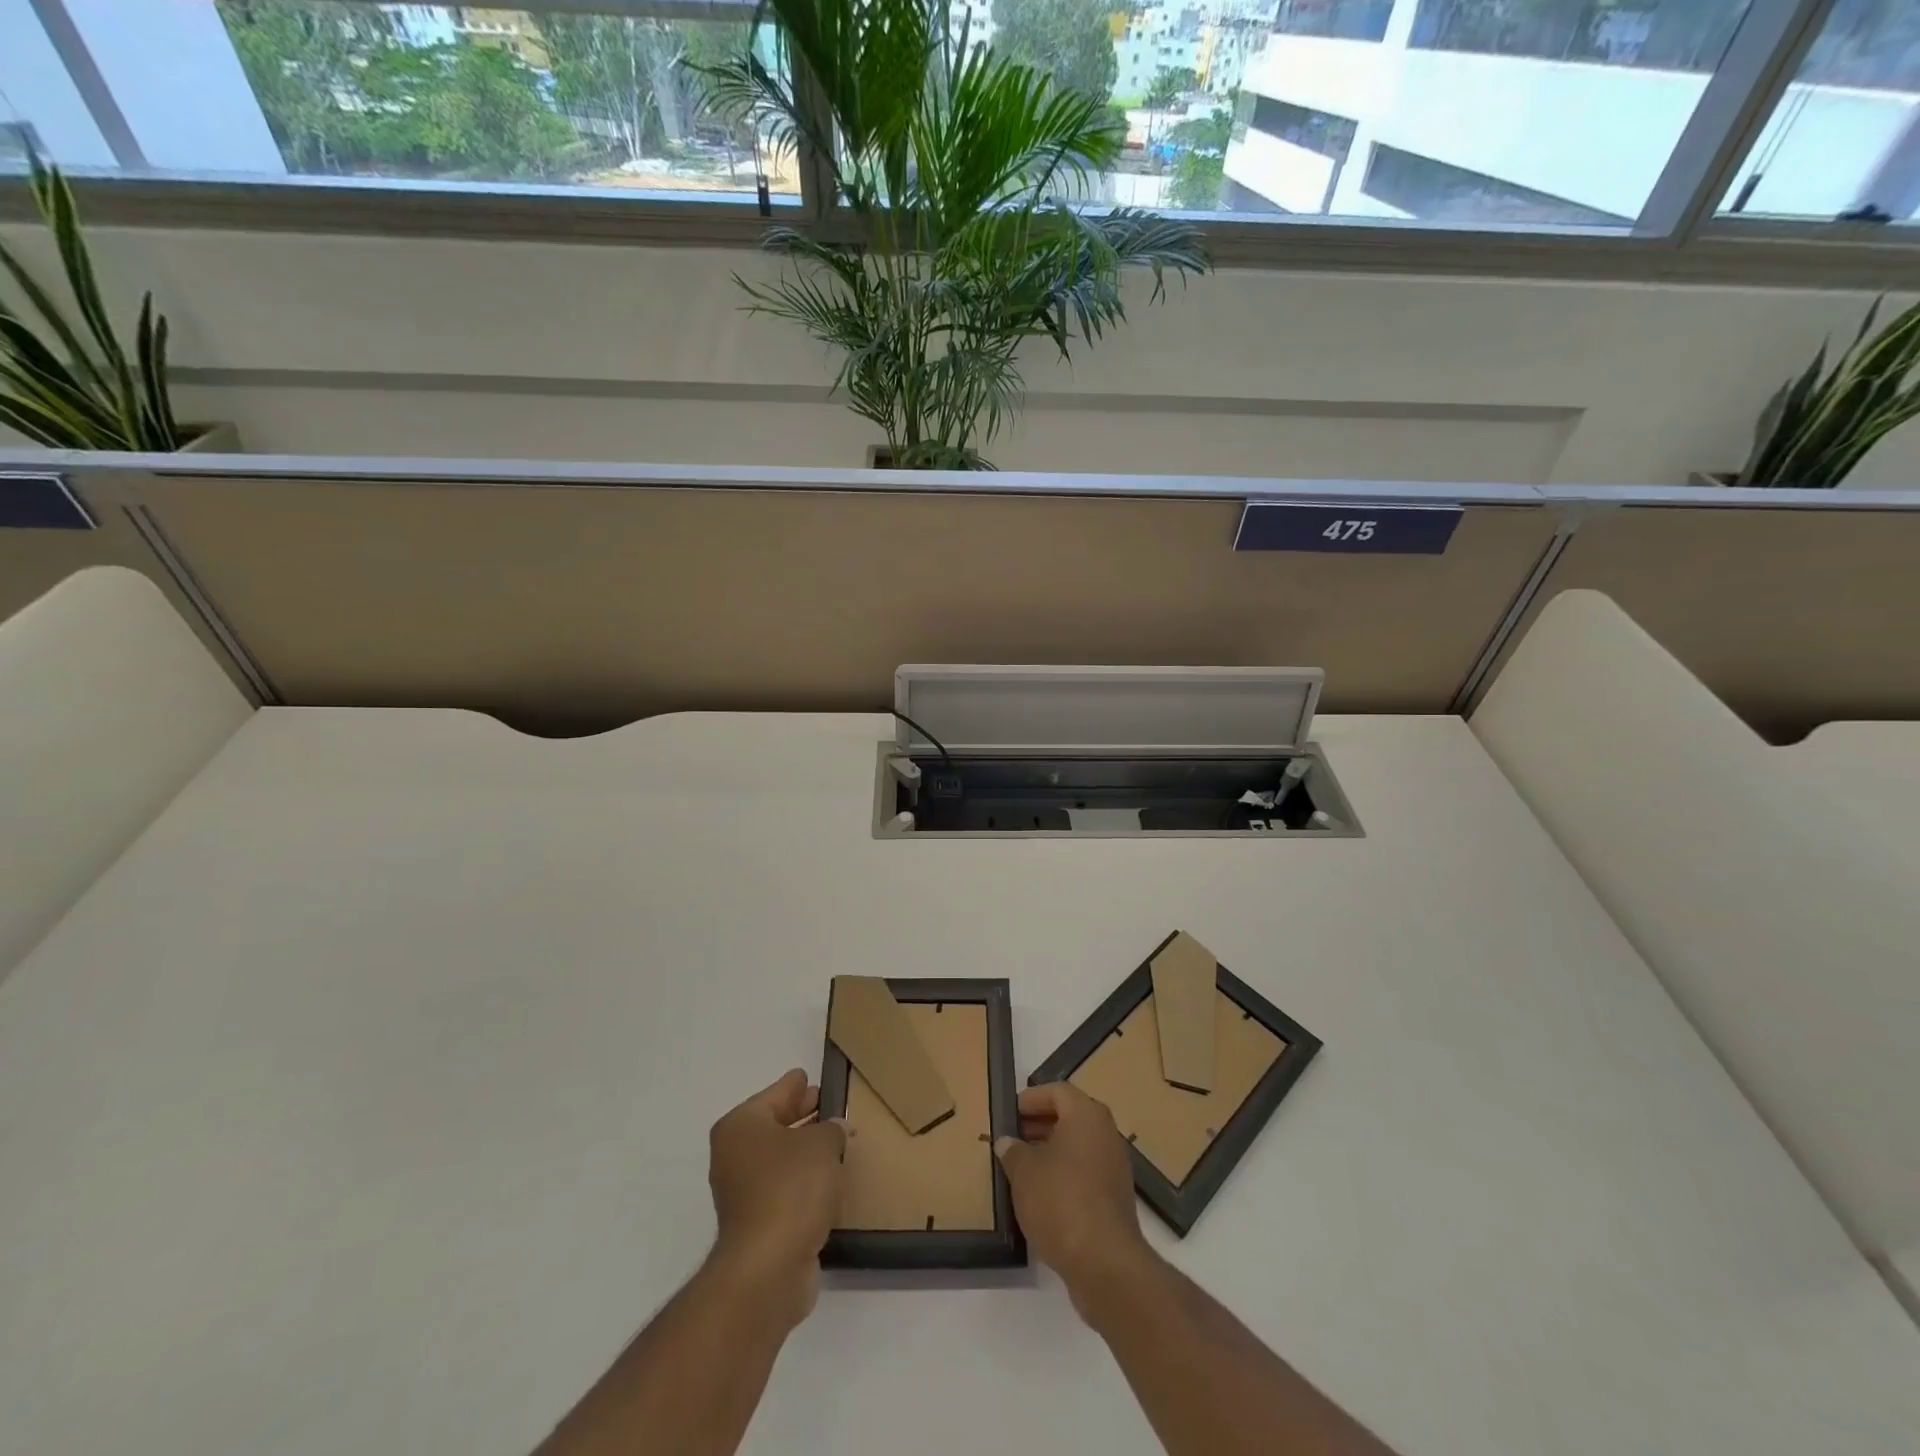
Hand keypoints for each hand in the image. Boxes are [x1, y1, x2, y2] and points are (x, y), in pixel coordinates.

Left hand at [706, 1069, 845, 1327]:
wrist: (768, 1268)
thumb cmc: (791, 1188)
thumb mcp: (822, 1143)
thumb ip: (831, 1129)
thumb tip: (833, 1130)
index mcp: (741, 1126)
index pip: (775, 1094)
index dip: (795, 1085)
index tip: (809, 1076)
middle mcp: (734, 1155)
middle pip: (774, 1125)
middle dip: (802, 1116)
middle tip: (829, 1106)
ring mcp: (742, 1192)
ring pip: (779, 1159)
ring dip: (804, 1152)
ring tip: (836, 1142)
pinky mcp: (756, 1224)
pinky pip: (784, 1188)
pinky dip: (803, 1182)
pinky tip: (828, 1180)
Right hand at [995, 1082, 1156, 1319]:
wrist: (1104, 1262)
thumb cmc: (1061, 1201)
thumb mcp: (1024, 1172)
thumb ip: (1013, 1151)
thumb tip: (1007, 1142)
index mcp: (1086, 1115)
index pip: (1057, 1091)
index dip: (1031, 1098)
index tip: (1010, 1112)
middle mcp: (1105, 1133)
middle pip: (1070, 1117)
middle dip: (1039, 1124)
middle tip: (1012, 1137)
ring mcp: (1114, 1166)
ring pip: (1078, 1146)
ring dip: (1050, 1151)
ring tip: (1021, 1166)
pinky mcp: (1115, 1197)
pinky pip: (1085, 1172)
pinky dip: (1064, 1174)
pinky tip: (1041, 1194)